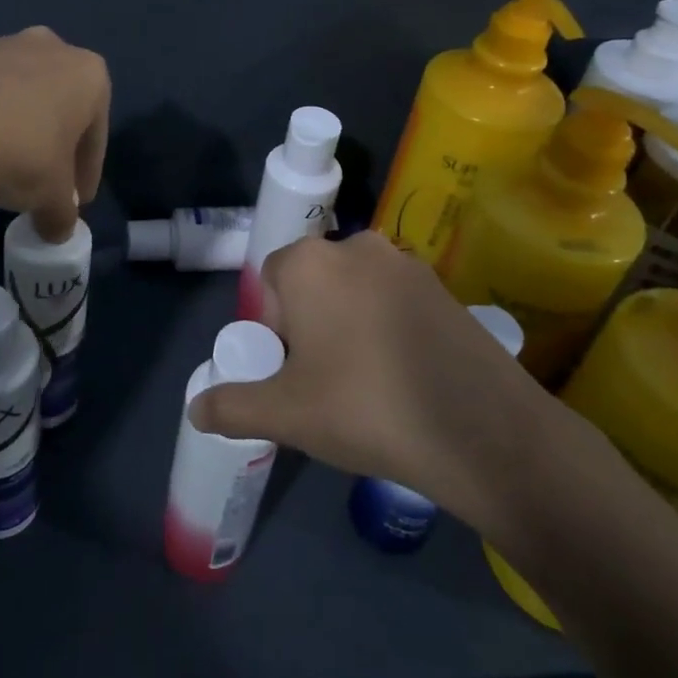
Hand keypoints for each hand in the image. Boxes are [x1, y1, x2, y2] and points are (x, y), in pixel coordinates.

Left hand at [0, 26, 109, 241]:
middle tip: (42, 183)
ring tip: (2, 169)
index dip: (86, 174)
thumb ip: (62, 214)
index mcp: (89, 75)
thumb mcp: (51, 197)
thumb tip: (59, 231)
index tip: (75, 202)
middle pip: (60, 108)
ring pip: (21, 97)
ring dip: (18, 129)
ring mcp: (3, 46)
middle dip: (53, 145)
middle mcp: (52, 49)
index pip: (95, 136)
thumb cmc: (22, 152)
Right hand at [189, 230, 582, 536]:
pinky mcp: (447, 289)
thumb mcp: (285, 414)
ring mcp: (409, 265)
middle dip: (310, 324)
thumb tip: (195, 409)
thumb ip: (232, 405)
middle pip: (314, 282)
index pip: (272, 279)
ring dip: (350, 325)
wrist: (481, 431)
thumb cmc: (364, 407)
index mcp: (310, 262)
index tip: (291, 370)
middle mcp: (358, 247)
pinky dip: (390, 329)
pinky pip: (397, 302)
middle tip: (324, 380)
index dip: (274, 326)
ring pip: (357, 292)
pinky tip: (405, 376)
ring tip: (366, 383)